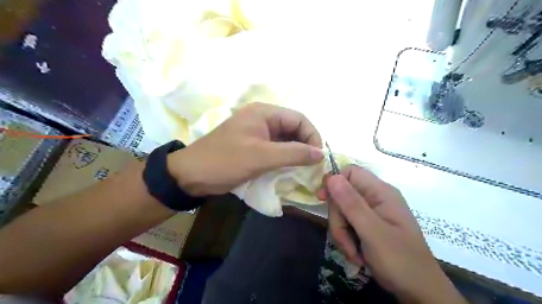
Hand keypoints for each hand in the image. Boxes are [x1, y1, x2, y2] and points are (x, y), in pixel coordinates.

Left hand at [168, 104, 323, 195]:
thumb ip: (293, 153)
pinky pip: (276, 149)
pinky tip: (290, 170)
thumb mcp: (261, 157)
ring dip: (296, 153)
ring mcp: (257, 133)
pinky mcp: (253, 146)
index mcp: (264, 113)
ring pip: (285, 140)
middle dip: (305, 145)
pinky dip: (285, 159)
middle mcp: (263, 119)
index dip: (312, 136)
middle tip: (313, 166)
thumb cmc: (225, 161)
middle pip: (293, 129)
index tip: (318, 157)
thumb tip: (320, 153)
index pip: (299, 119)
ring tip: (304, 169)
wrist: (191, 175)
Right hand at [321, 166, 465, 303]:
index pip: (350, 172)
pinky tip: (356, 254)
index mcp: (380, 192)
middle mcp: (375, 198)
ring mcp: (372, 213)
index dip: (333, 182)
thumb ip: (352, 204)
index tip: (322, 200)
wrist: (419, 291)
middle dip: (338, 219)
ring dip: (342, 233)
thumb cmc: (400, 260)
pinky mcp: (369, 226)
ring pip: (342, 212)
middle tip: (345, 241)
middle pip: (342, 195)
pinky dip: (347, 240)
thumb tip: (332, 177)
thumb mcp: (373, 232)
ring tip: (353, 253)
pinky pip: (347, 225)